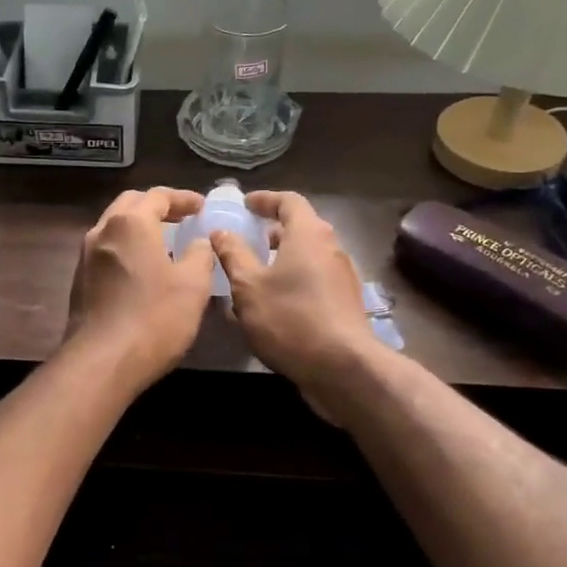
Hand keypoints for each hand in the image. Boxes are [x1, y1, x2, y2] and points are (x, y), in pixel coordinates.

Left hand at [66, 188, 215, 390]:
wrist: (102, 362)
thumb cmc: (154, 318)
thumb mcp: (193, 285)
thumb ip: (199, 254)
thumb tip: (198, 242)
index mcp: (131, 223)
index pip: (158, 196)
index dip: (183, 198)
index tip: (201, 207)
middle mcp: (102, 231)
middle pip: (130, 204)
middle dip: (157, 206)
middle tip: (182, 218)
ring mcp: (86, 256)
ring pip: (114, 227)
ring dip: (139, 227)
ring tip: (165, 241)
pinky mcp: (80, 280)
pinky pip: (106, 250)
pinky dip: (127, 247)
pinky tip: (143, 268)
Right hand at [210, 191, 378, 413]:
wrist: (342, 368)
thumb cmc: (290, 318)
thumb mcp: (248, 286)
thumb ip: (233, 255)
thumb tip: (221, 231)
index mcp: (309, 234)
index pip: (289, 201)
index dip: (265, 199)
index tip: (245, 204)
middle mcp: (331, 248)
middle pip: (302, 228)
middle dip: (273, 231)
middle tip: (247, 239)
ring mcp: (342, 277)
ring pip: (308, 256)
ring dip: (282, 259)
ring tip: (253, 274)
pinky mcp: (345, 303)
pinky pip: (314, 280)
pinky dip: (293, 280)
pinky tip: (272, 304)